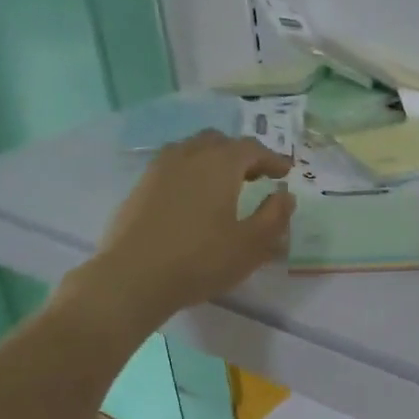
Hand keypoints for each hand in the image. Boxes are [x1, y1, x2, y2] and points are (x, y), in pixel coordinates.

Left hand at [82, 131, 293, 319]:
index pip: (252, 148)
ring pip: (192, 150)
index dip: (272, 158)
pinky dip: (191, 173)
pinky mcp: (140, 187)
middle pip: (219, 142)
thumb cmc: (201, 260)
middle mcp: (189, 155)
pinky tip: (193, 200)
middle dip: (242, 155)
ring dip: (213, 160)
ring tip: (224, 185)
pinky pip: (173, 167)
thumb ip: (274, 216)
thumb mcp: (251, 244)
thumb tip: (285, 195)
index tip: (285, 173)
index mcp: (220, 164)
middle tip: (256, 176)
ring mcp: (159, 169)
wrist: (133, 277)